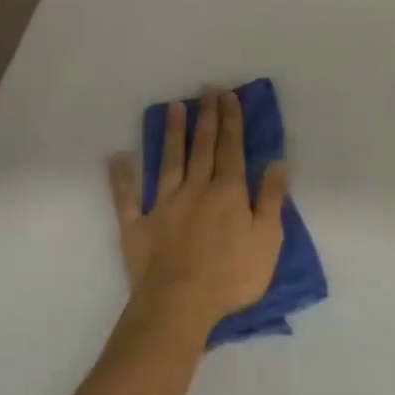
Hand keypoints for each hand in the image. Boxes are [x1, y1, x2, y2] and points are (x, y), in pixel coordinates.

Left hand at [110, 88, 288, 334]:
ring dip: (171, 134)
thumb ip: (271, 199)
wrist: (181, 304)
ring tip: (173, 107)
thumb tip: (276, 163)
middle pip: (202, 148)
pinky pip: (127, 197)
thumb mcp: (268, 239)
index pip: (232, 149)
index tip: (228, 96)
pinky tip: (118, 157)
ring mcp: (163, 205)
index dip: (231, 121)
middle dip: (206, 118)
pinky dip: (122, 177)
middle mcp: (195, 190)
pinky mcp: (137, 225)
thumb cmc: (232, 275)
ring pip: (168, 162)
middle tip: (206, 91)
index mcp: (228, 192)